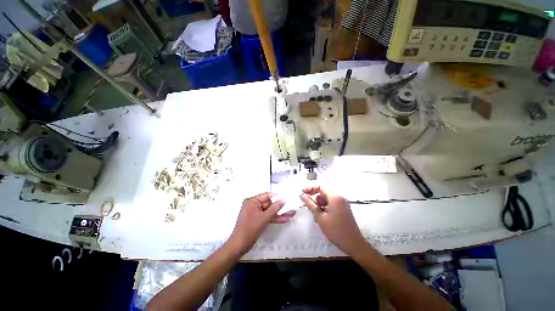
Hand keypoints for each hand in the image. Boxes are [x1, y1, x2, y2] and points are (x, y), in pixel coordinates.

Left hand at [228, 193, 294, 255]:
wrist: (239, 245)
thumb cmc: (250, 228)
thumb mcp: (264, 217)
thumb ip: (274, 208)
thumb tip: (283, 200)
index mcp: (252, 201)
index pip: (266, 196)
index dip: (276, 197)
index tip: (286, 198)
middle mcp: (253, 205)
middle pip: (269, 204)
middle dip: (280, 206)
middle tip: (291, 206)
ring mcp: (256, 214)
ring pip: (269, 211)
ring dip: (279, 213)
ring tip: (291, 213)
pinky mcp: (257, 221)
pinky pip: (267, 217)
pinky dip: (275, 219)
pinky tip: (285, 220)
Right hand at [300, 187, 366, 255]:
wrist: (354, 244)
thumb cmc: (335, 230)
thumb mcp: (320, 217)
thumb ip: (311, 204)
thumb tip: (303, 195)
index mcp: (334, 197)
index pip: (320, 187)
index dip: (310, 188)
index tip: (302, 192)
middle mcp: (340, 198)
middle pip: (324, 193)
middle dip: (315, 198)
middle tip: (308, 206)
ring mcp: (343, 204)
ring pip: (327, 199)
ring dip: (320, 204)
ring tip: (315, 215)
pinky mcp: (344, 209)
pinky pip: (332, 204)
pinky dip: (325, 207)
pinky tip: (322, 217)